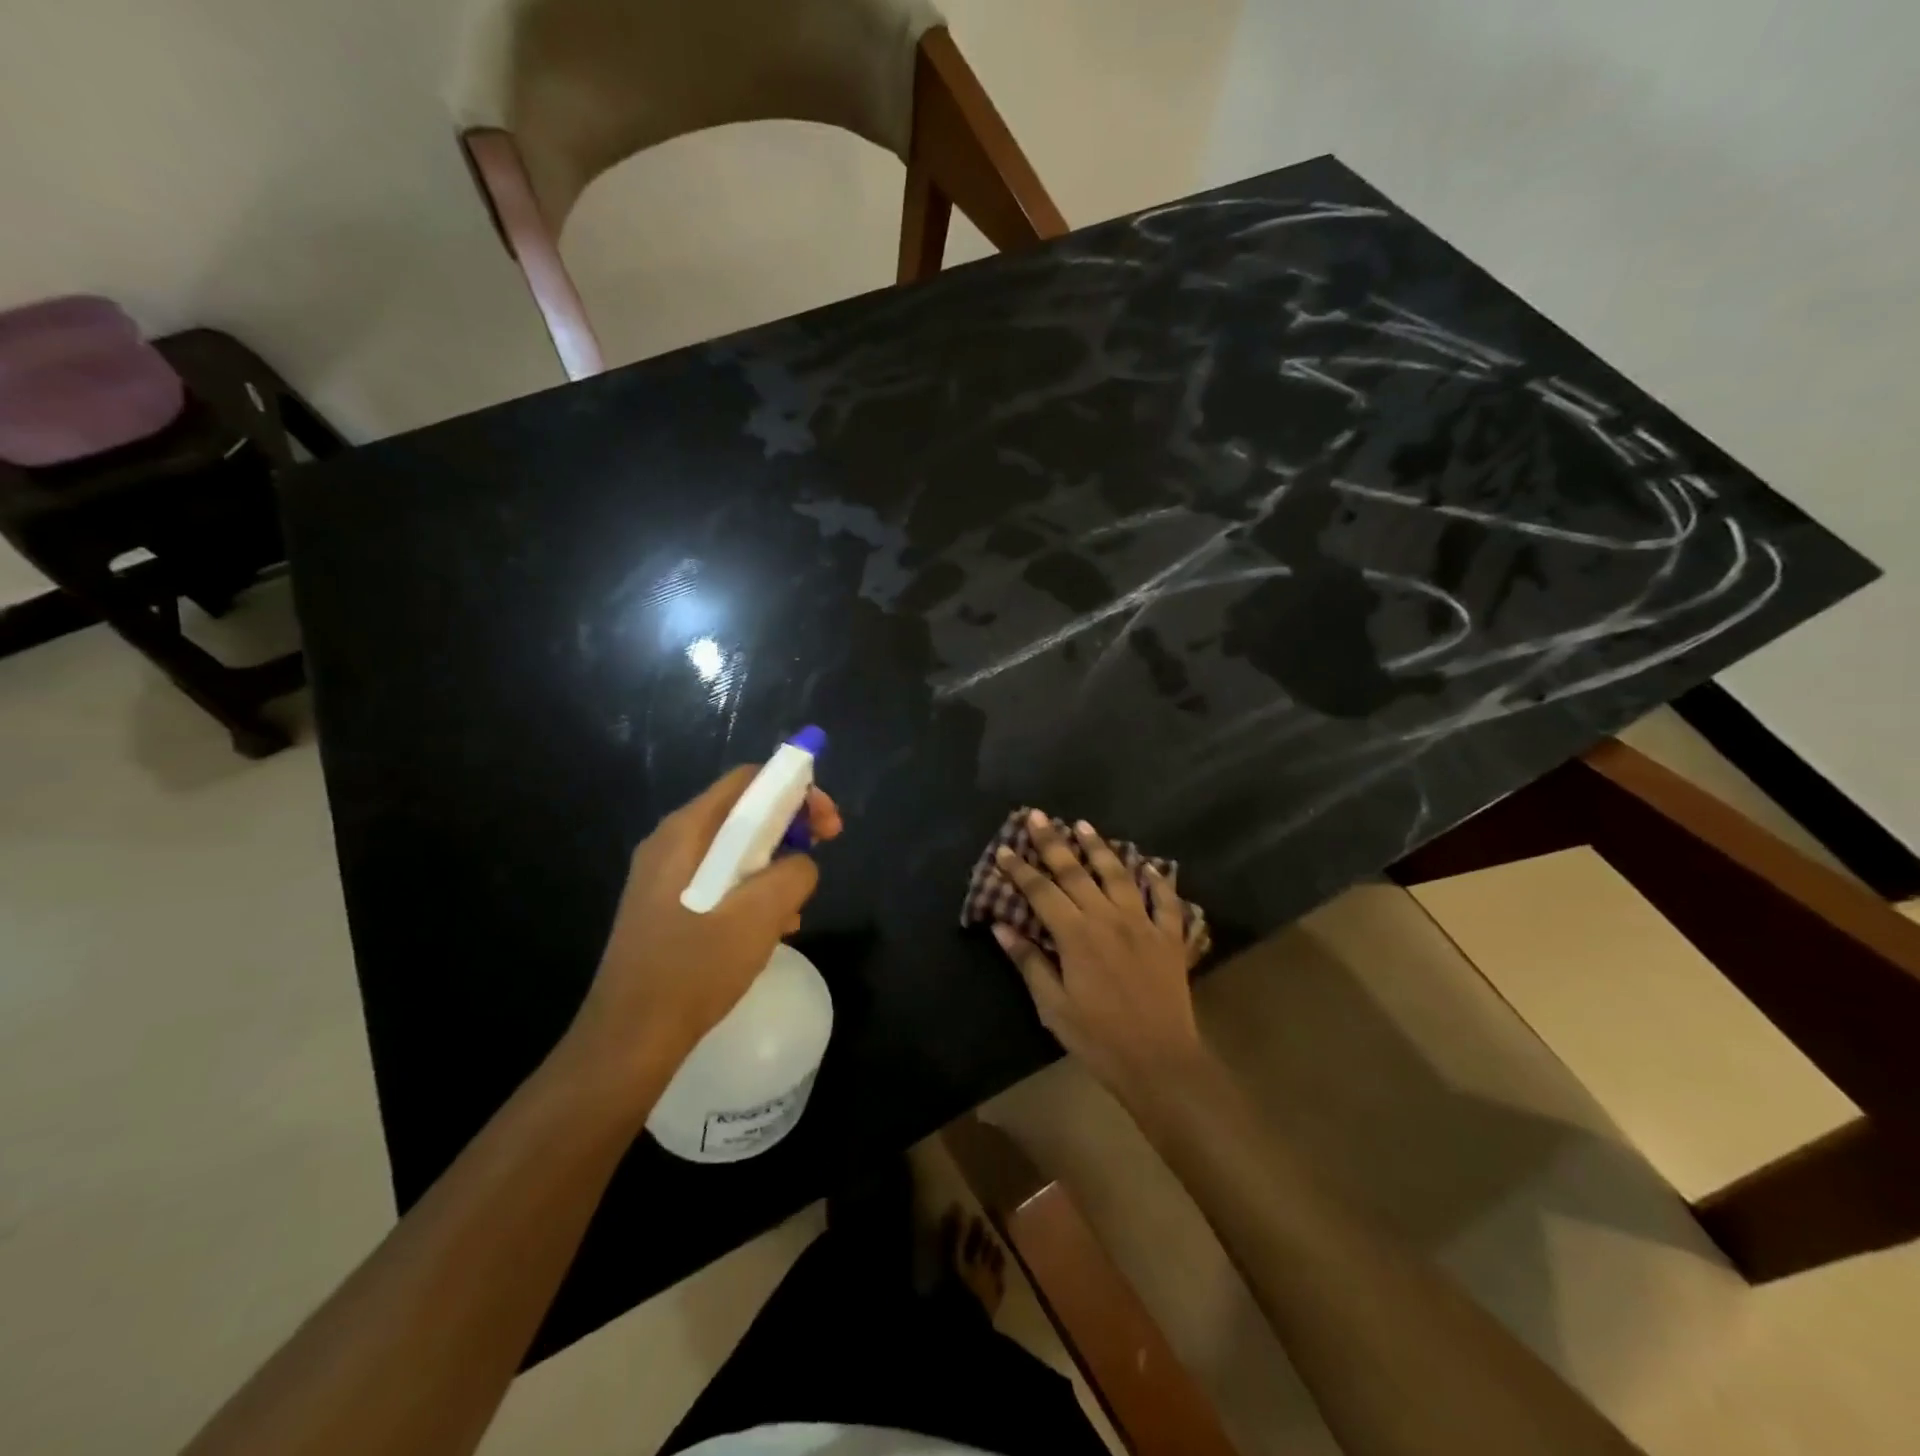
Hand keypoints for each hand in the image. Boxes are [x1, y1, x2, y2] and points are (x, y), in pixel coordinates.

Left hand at [563, 766, 842, 1114]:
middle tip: (821, 858)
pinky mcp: (666, 907)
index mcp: (685, 831)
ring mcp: (664, 877)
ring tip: (794, 909)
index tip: (828, 825)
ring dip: (774, 867)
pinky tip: (767, 931)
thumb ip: (793, 873)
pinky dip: (751, 892)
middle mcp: (670, 843)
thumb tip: (801, 863)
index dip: (796, 790)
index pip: (748, 780)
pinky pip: (720, 881)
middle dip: (790, 830)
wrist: (629, 1039)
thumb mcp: (759, 915)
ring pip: (734, 850)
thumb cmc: (693, 969)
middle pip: (742, 812)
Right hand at [990, 810, 1205, 1101]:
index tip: (1005, 849)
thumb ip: (1030, 962)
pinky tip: (1149, 866)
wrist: (1160, 1061)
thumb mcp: (1054, 1006)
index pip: (1041, 891)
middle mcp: (1108, 918)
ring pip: (1118, 874)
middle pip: (1076, 871)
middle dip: (1053, 842)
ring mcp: (1142, 923)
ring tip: (1083, 825)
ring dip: (1098, 848)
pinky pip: (1164, 900)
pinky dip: (1157, 880)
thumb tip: (1002, 927)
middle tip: (1037, 816)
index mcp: (1076, 935)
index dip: (1020, 869)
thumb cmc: (1099, 1037)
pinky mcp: (1169, 937)